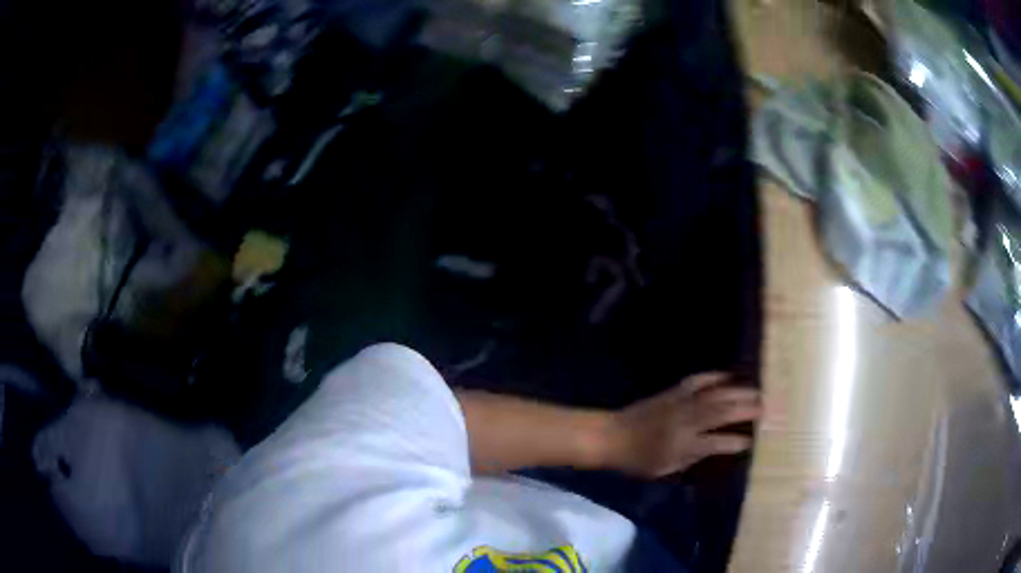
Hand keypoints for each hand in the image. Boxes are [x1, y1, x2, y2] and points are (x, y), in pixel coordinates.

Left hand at [603, 373, 759, 478]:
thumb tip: (716, 448)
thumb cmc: (637, 459)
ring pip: (715, 395)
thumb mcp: (664, 468)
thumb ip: (692, 457)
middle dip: (746, 409)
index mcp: (683, 445)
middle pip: (722, 413)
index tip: (753, 441)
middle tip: (767, 407)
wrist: (611, 435)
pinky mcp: (672, 392)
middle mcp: (685, 422)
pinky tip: (728, 376)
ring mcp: (679, 403)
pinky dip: (714, 377)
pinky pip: (697, 381)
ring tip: (756, 392)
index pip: (717, 443)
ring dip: (738, 392)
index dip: (736, 442)